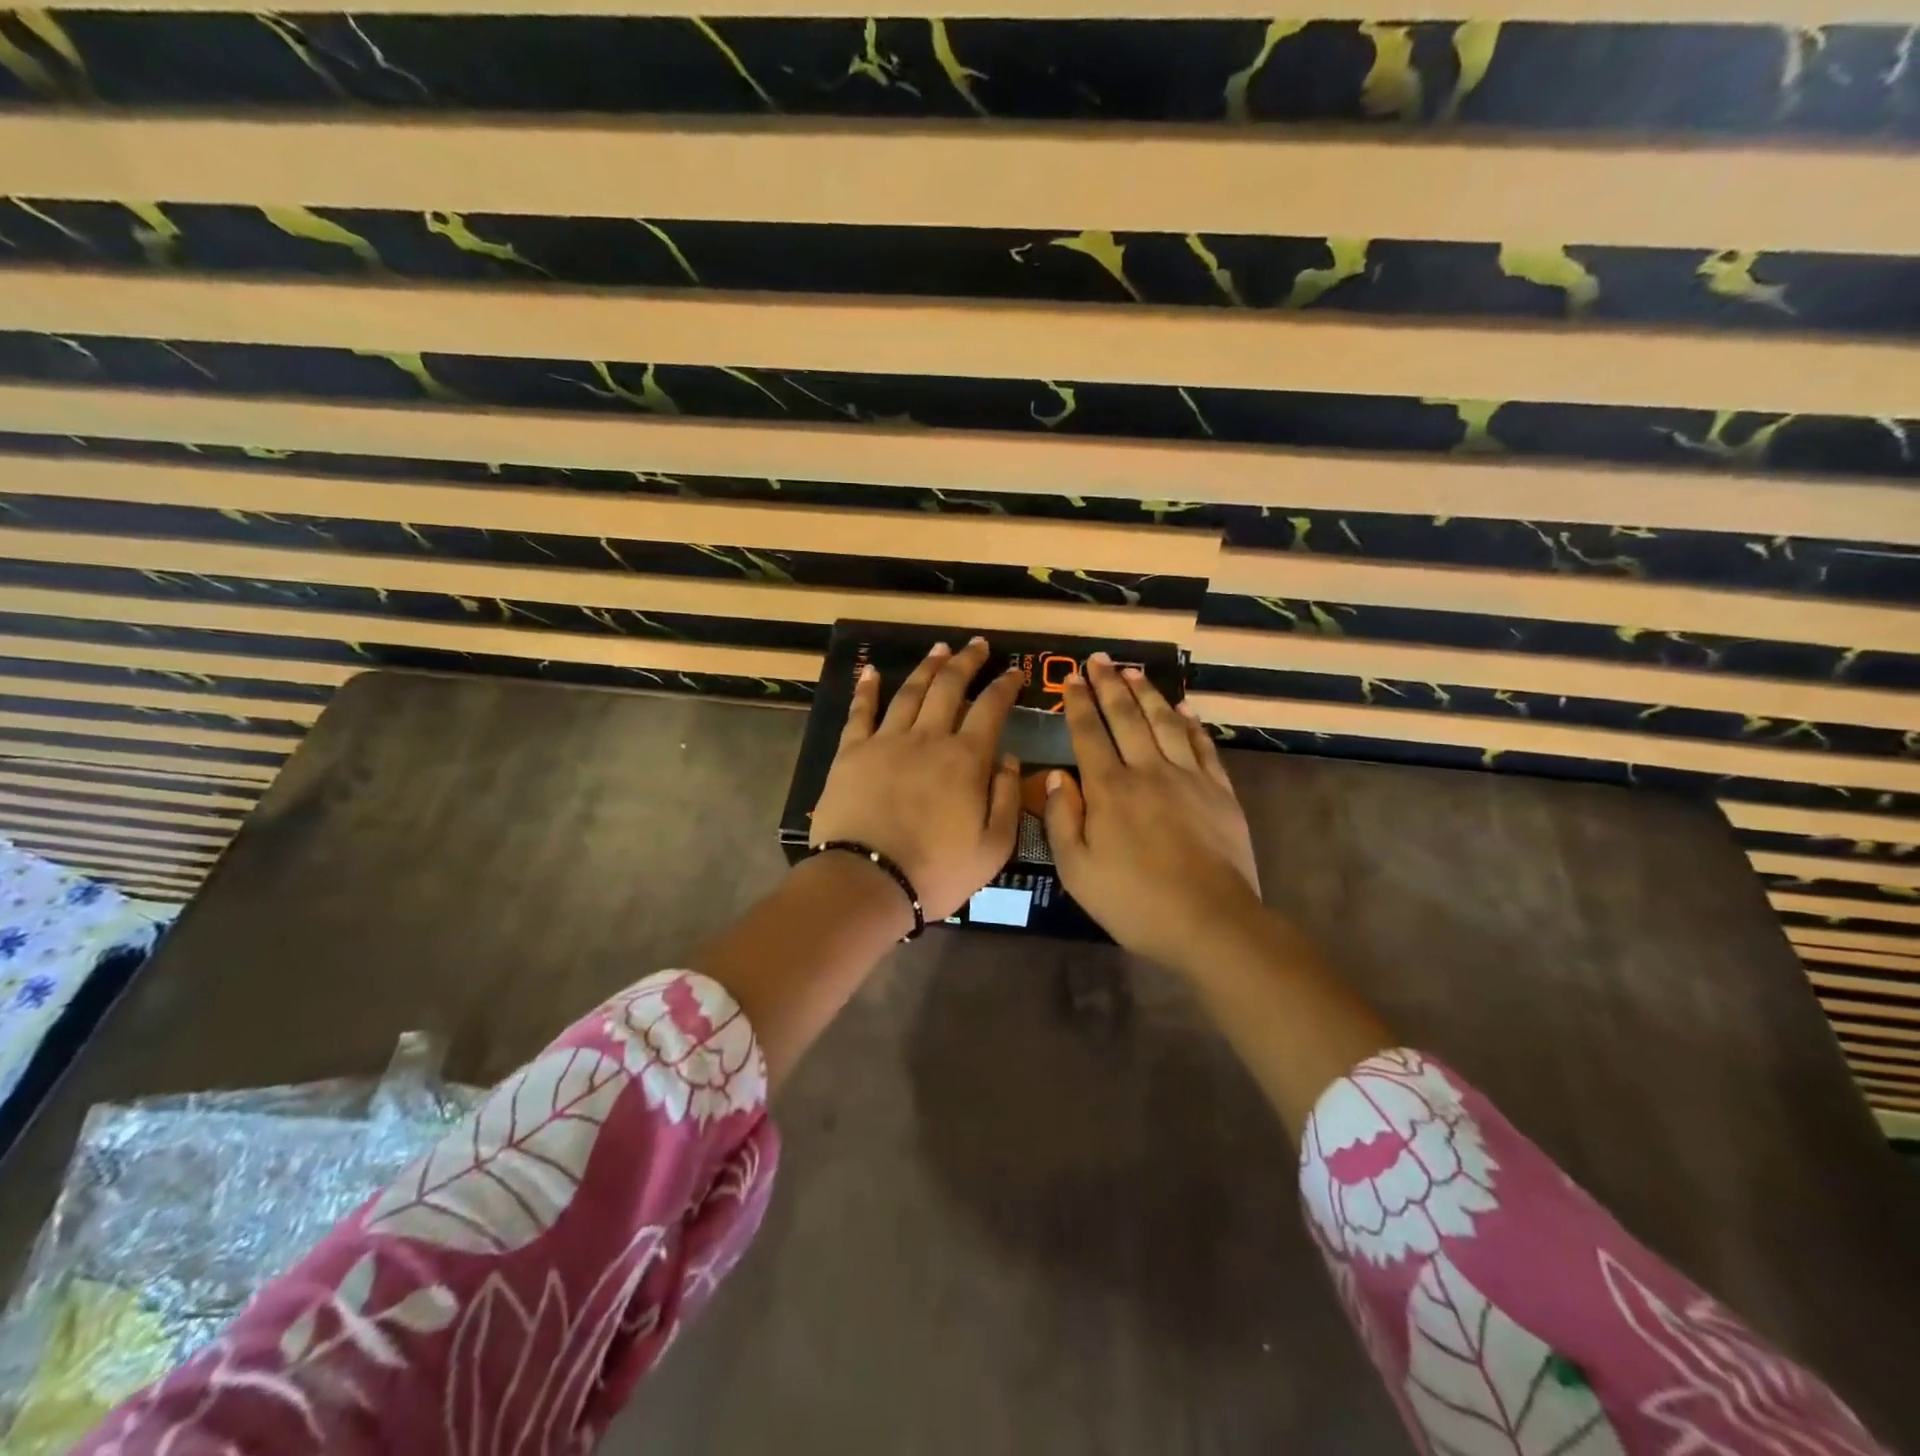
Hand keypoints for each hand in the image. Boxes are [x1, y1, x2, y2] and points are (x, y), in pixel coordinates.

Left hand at [809, 637, 1023, 923]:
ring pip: (910, 692)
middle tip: (977, 644)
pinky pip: (860, 712)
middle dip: (967, 661)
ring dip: (927, 667)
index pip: (990, 709)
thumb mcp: (993, 846)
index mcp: (965, 759)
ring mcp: (886, 742)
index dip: (1005, 686)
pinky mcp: (851, 753)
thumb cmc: (936, 871)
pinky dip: (867, 689)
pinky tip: (871, 671)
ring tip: (939, 648)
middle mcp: (927, 738)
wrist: (867, 882)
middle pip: (949, 687)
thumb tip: (1009, 757)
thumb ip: (1007, 798)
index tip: (1014, 670)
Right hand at [1043, 653, 1263, 971]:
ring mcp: (1188, 778)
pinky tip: (1184, 709)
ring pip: (1164, 723)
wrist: (1210, 921)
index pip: (1088, 734)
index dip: (1078, 703)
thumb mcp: (1077, 871)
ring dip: (1147, 694)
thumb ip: (1061, 820)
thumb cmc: (1134, 902)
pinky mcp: (1219, 792)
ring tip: (1133, 671)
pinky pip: (1202, 746)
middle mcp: (1147, 771)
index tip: (1070, 677)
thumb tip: (1055, 777)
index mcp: (1109, 790)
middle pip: (1126, 717)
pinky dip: (1191, 724)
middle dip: (1109, 685)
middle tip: (1099, 659)